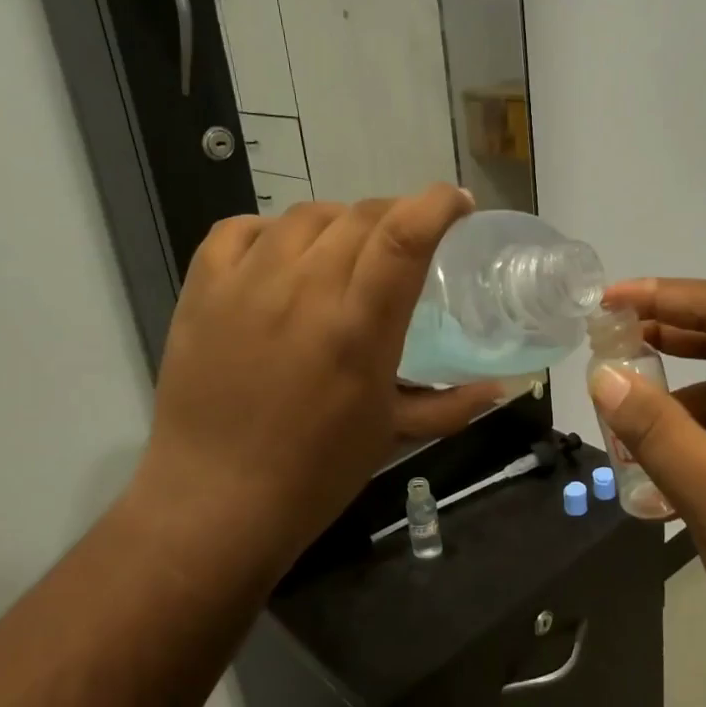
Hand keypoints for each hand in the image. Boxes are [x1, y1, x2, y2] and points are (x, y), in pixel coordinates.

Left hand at [128, 186, 484, 583]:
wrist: (214, 502)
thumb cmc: (314, 475)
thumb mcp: (392, 435)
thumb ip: (452, 404)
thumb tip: (503, 387)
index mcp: (357, 328)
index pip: (404, 235)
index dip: (437, 204)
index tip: (457, 205)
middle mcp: (303, 290)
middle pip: (360, 215)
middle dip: (396, 214)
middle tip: (407, 240)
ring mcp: (246, 284)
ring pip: (305, 216)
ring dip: (340, 221)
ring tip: (347, 250)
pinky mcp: (202, 290)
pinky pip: (240, 229)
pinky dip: (271, 230)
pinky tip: (282, 255)